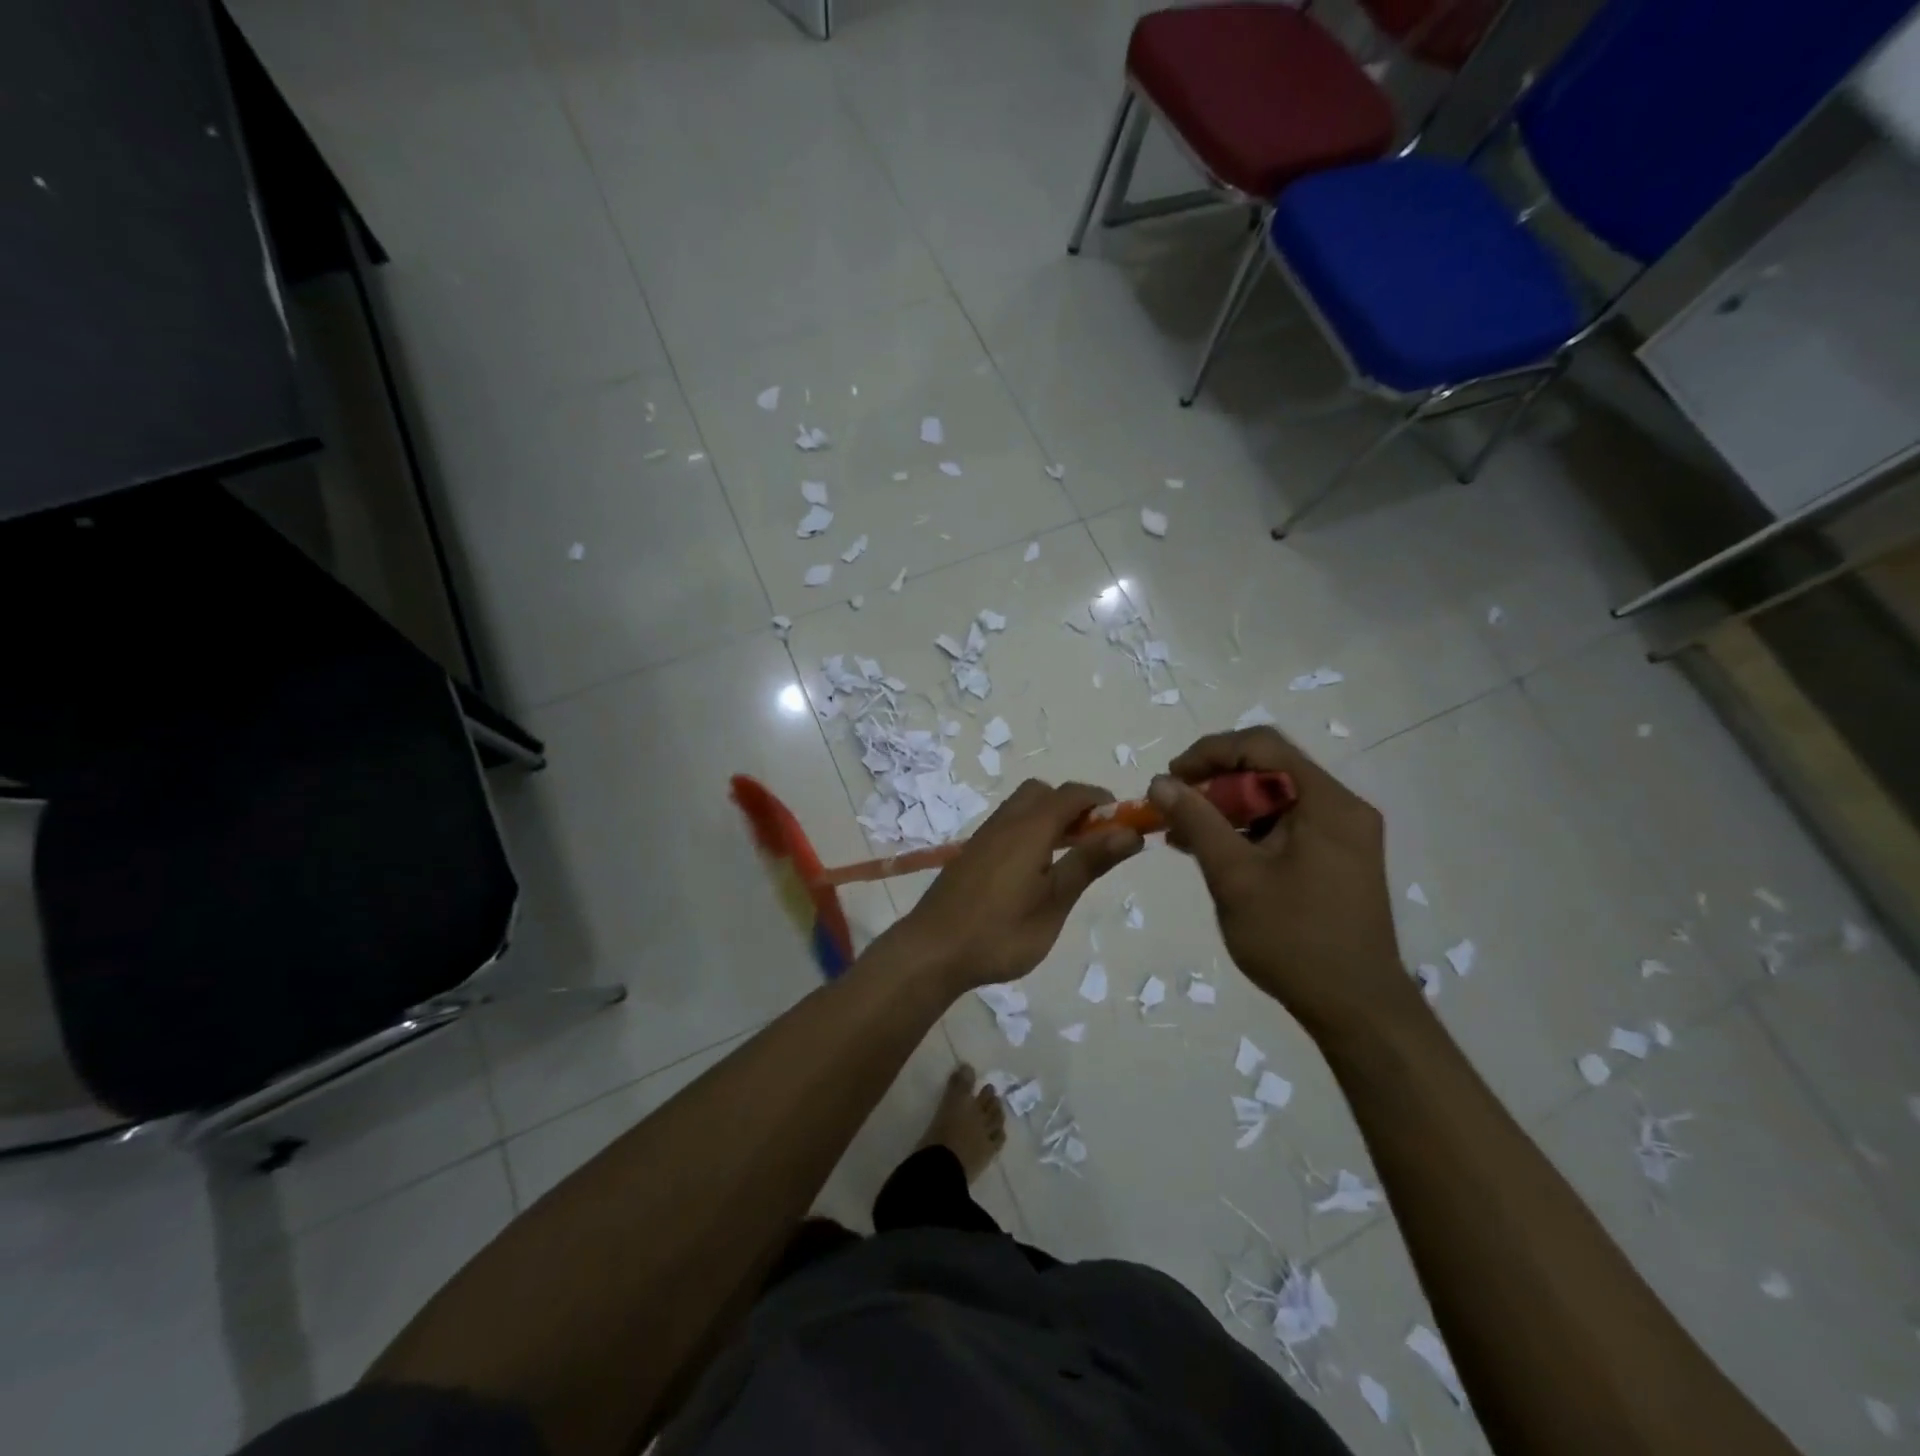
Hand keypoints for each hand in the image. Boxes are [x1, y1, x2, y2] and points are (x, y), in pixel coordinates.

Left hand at [891, 780, 1142, 990]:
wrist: (932, 951)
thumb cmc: (1000, 932)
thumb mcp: (1054, 902)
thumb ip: (1089, 863)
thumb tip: (1129, 831)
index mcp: (1029, 828)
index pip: (1072, 793)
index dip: (1101, 800)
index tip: (1124, 824)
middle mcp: (1005, 822)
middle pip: (1043, 792)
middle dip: (1073, 806)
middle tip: (1092, 842)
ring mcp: (984, 837)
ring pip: (1022, 808)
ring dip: (1049, 819)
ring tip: (1066, 860)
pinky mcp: (971, 854)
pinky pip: (1007, 826)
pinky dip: (1029, 832)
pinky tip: (1033, 872)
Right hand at [1149, 729, 1416, 1038]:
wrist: (1356, 1010)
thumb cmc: (1294, 939)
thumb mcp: (1235, 877)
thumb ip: (1197, 822)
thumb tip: (1161, 782)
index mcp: (1327, 802)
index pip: (1262, 746)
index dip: (1210, 752)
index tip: (1171, 779)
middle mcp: (1342, 808)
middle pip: (1269, 769)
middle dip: (1215, 783)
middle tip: (1175, 808)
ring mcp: (1342, 835)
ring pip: (1274, 799)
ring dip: (1227, 809)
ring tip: (1183, 834)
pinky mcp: (1336, 859)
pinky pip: (1285, 825)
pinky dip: (1247, 831)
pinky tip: (1213, 852)